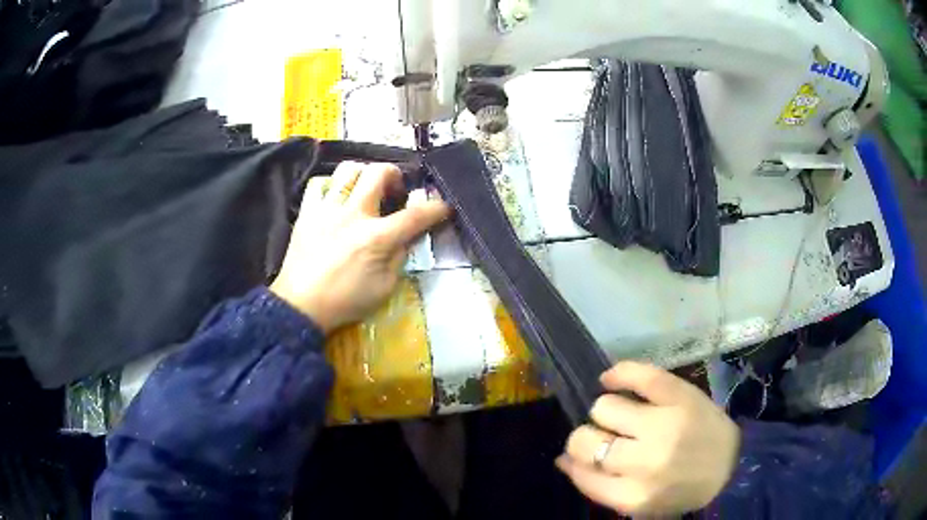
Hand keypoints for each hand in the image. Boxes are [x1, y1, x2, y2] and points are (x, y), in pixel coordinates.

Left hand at [270, 162, 449, 333]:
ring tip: (365, 189)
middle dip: (395, 174)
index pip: (415, 215)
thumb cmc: (345, 301)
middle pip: (379, 173)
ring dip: (363, 174)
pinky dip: (331, 186)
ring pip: (348, 170)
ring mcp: (327, 209)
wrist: (301, 306)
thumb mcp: (385, 287)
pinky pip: (318, 185)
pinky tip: (335, 199)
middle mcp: (353, 214)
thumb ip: (400, 256)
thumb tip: (408, 235)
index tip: (443, 206)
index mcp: (377, 237)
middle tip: (395, 190)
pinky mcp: (307, 213)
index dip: (436, 208)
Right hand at [557, 361, 739, 515]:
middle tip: (602, 437)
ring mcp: (665, 423)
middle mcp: (646, 460)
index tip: (578, 457)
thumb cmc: (681, 490)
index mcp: (633, 495)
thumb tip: (562, 460)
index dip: (574, 462)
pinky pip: (639, 374)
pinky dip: (618, 374)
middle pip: (586, 439)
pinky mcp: (680, 395)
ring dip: (604, 412)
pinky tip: (610, 380)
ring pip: (605, 406)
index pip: (581, 472)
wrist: (732, 466)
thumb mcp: (639, 504)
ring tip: (619, 416)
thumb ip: (599, 487)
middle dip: (586, 438)